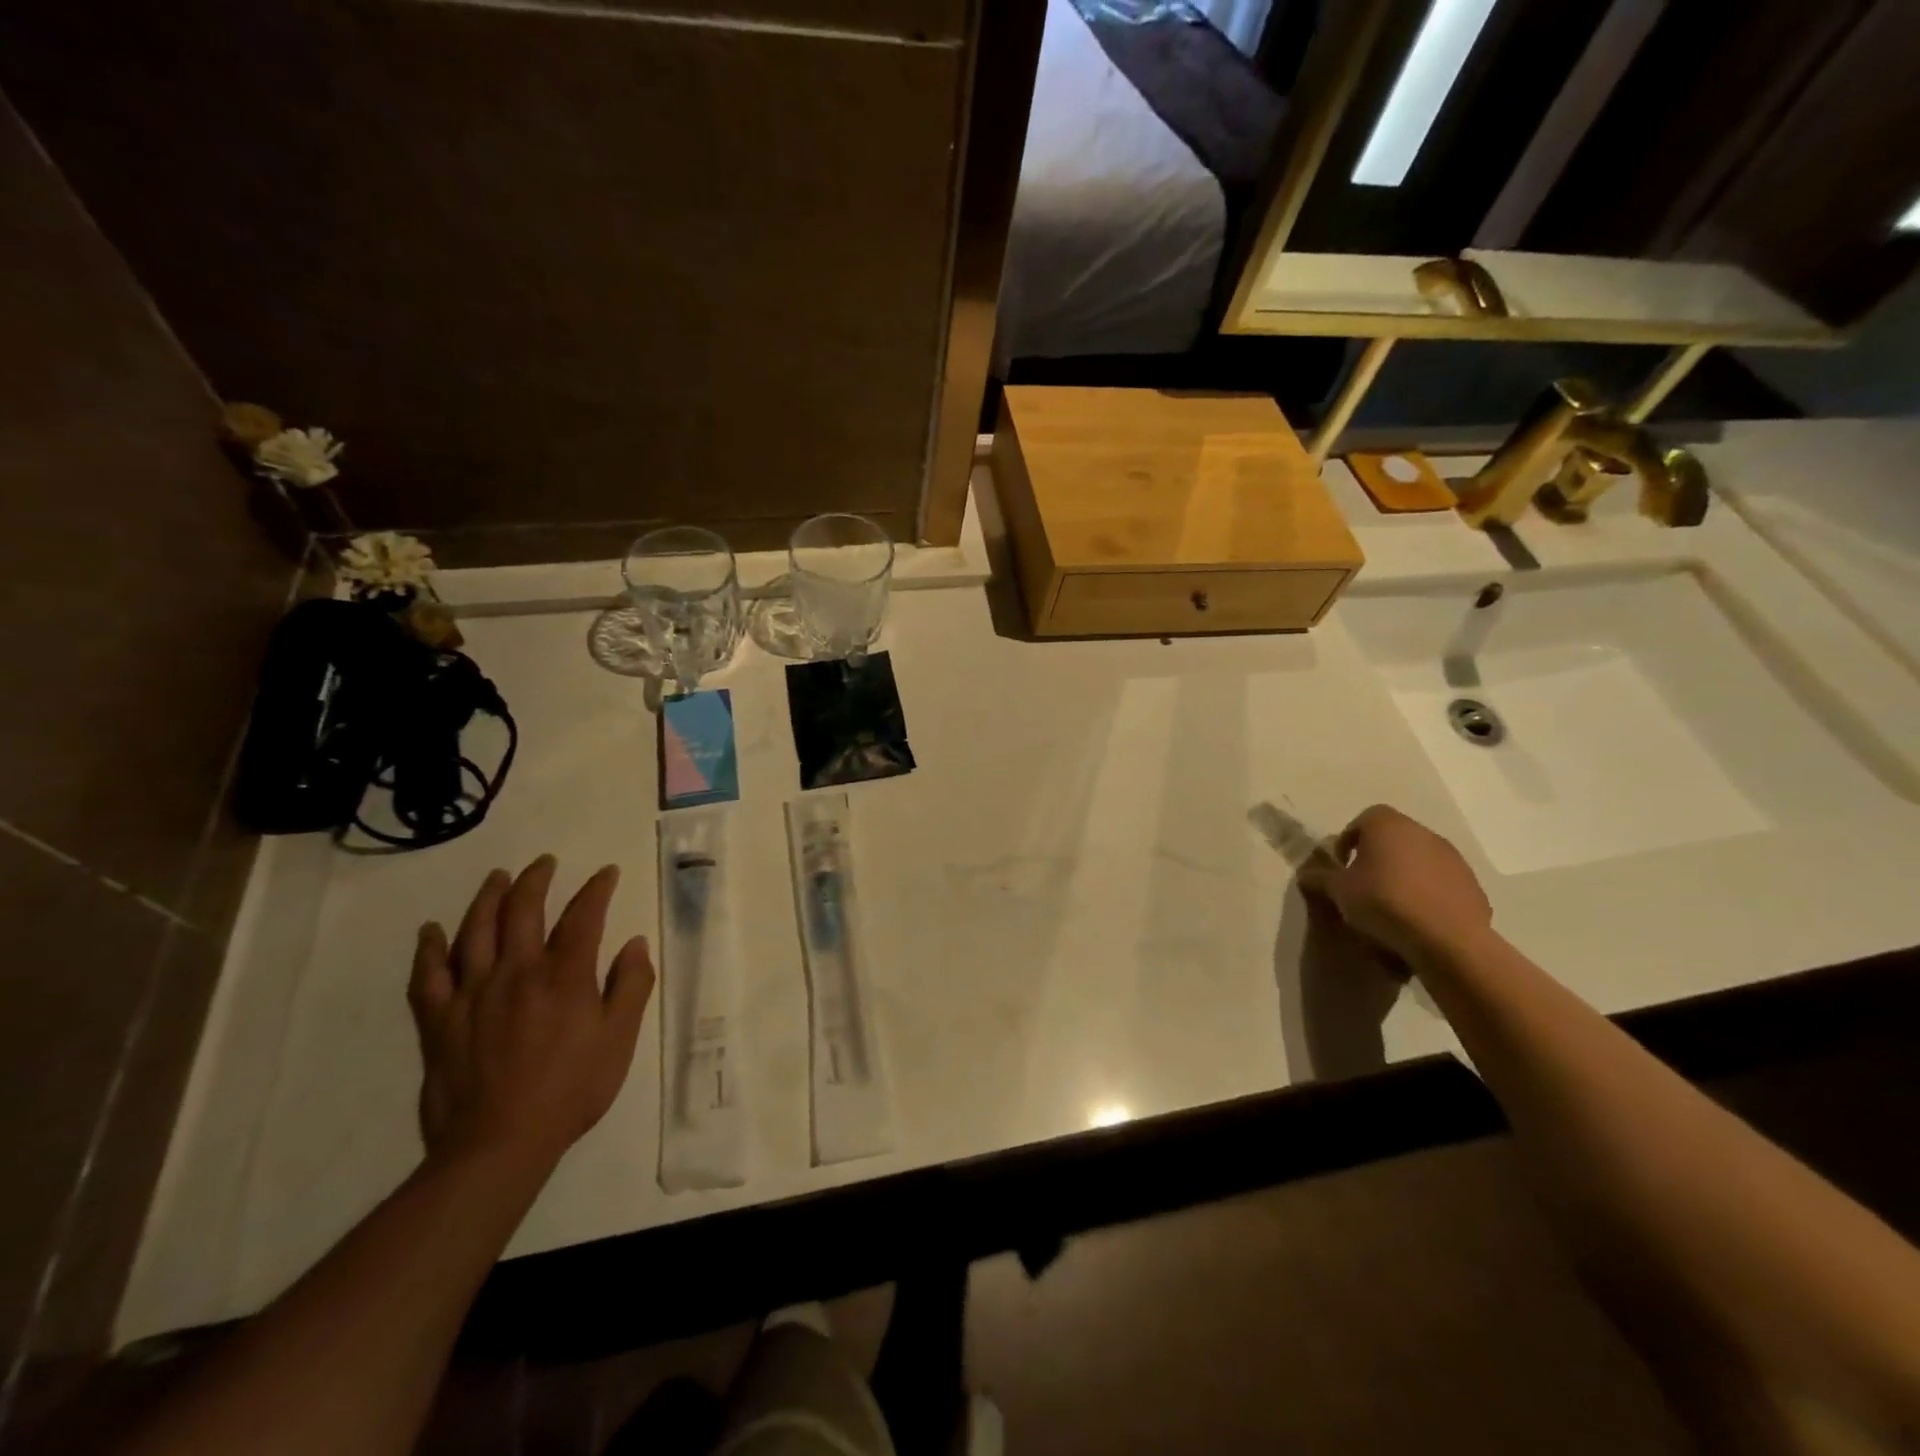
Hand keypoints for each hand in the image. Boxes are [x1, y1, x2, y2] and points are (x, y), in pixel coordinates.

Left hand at [409, 857, 653, 1170]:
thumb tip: (635, 943)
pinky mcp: (438, 1020)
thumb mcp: (619, 1039)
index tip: (606, 873)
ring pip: (476, 931)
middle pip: (523, 910)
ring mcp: (472, 993)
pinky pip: (427, 975)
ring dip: (487, 898)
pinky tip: (431, 930)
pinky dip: (428, 949)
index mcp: (564, 976)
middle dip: (536, 880)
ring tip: (497, 878)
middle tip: (544, 863)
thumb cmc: (571, 1090)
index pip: (584, 916)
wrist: (498, 1144)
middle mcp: (517, 972)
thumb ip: (631, 986)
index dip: (597, 889)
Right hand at [1299, 805, 1493, 968]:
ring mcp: (1452, 858)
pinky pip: (1441, 883)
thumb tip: (1306, 874)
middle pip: (1393, 838)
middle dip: (1377, 857)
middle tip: (1363, 884)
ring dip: (1404, 874)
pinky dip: (1427, 893)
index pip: (1363, 820)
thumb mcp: (1338, 891)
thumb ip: (1320, 878)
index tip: (1342, 865)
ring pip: (1419, 859)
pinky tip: (1418, 918)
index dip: (1349, 840)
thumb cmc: (1383, 902)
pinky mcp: (1472, 885)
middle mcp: (1422, 833)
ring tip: (1391, 905)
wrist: (1446, 939)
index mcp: (1387, 825)